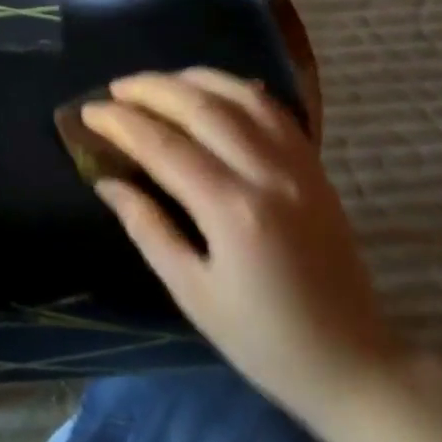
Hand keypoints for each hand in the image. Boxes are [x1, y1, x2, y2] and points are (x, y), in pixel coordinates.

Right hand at [82, 69, 402, 426]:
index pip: (164, 145)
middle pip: (202, 106)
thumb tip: (107, 181)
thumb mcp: (192, 293)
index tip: (88, 111)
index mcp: (233, 211)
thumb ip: (147, 228)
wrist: (352, 362)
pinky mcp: (316, 168)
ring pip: (242, 95)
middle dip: (151, 89)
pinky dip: (236, 90)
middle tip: (114, 89)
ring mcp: (299, 166)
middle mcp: (268, 174)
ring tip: (157, 83)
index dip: (120, 122)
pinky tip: (212, 91)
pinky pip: (274, 110)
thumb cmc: (262, 340)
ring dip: (194, 79)